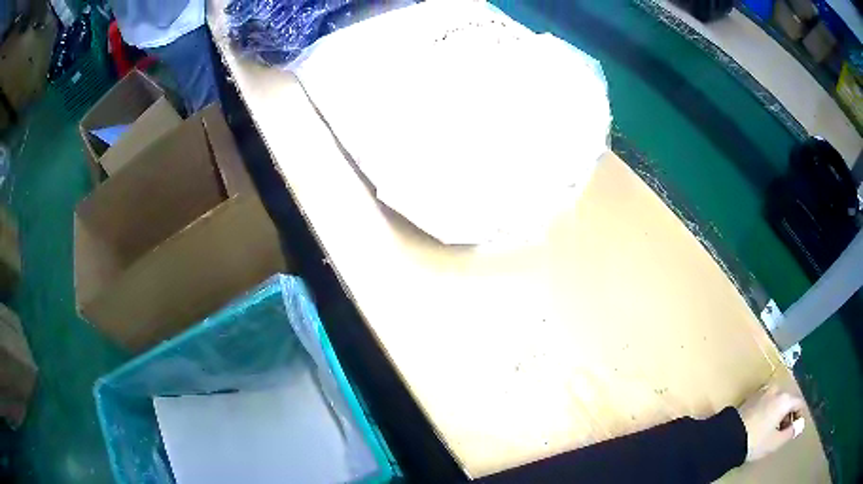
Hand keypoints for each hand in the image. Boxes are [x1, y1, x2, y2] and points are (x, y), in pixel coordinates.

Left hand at [737, 385, 805, 461]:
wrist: (729, 438)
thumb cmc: (756, 442)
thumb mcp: (775, 442)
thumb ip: (790, 432)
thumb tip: (800, 425)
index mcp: (784, 399)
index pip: (798, 403)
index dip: (799, 415)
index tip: (795, 428)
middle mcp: (775, 390)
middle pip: (787, 400)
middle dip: (787, 414)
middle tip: (782, 431)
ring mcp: (762, 392)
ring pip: (777, 400)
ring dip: (778, 412)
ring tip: (772, 430)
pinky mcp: (751, 398)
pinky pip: (766, 401)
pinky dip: (768, 410)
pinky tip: (762, 425)